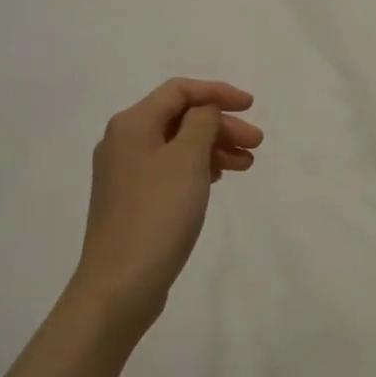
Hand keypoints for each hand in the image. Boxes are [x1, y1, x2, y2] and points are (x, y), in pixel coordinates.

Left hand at [72, 78, 262, 334]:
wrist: (119, 285)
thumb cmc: (157, 214)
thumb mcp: (187, 159)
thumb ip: (202, 123)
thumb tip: (204, 111)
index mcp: (132, 124)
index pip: (179, 91)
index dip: (217, 92)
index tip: (251, 106)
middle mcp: (123, 142)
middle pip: (179, 118)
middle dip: (220, 125)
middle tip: (256, 144)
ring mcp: (125, 173)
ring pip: (177, 145)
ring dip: (213, 148)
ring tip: (246, 165)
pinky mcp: (132, 201)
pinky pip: (170, 169)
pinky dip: (197, 168)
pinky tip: (217, 179)